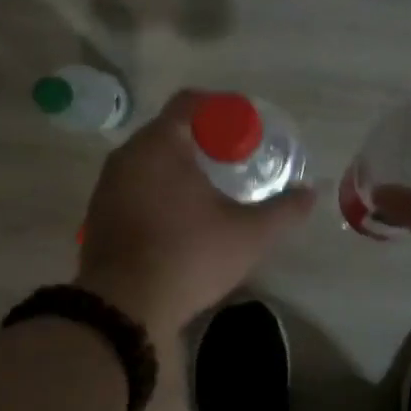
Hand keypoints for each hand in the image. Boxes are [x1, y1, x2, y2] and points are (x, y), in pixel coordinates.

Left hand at [76, 89, 314, 338]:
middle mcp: (128, 155)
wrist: (124, 307)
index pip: (191, 102)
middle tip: (234, 160)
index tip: (246, 130)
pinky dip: (159, 190)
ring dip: (179, 167)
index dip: (222, 109)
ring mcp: (108, 185)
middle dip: (203, 140)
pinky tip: (180, 217)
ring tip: (210, 190)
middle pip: (169, 130)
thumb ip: (284, 210)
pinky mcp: (99, 213)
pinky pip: (135, 186)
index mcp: (160, 144)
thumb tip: (311, 193)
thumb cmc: (189, 256)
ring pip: (149, 160)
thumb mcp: (249, 235)